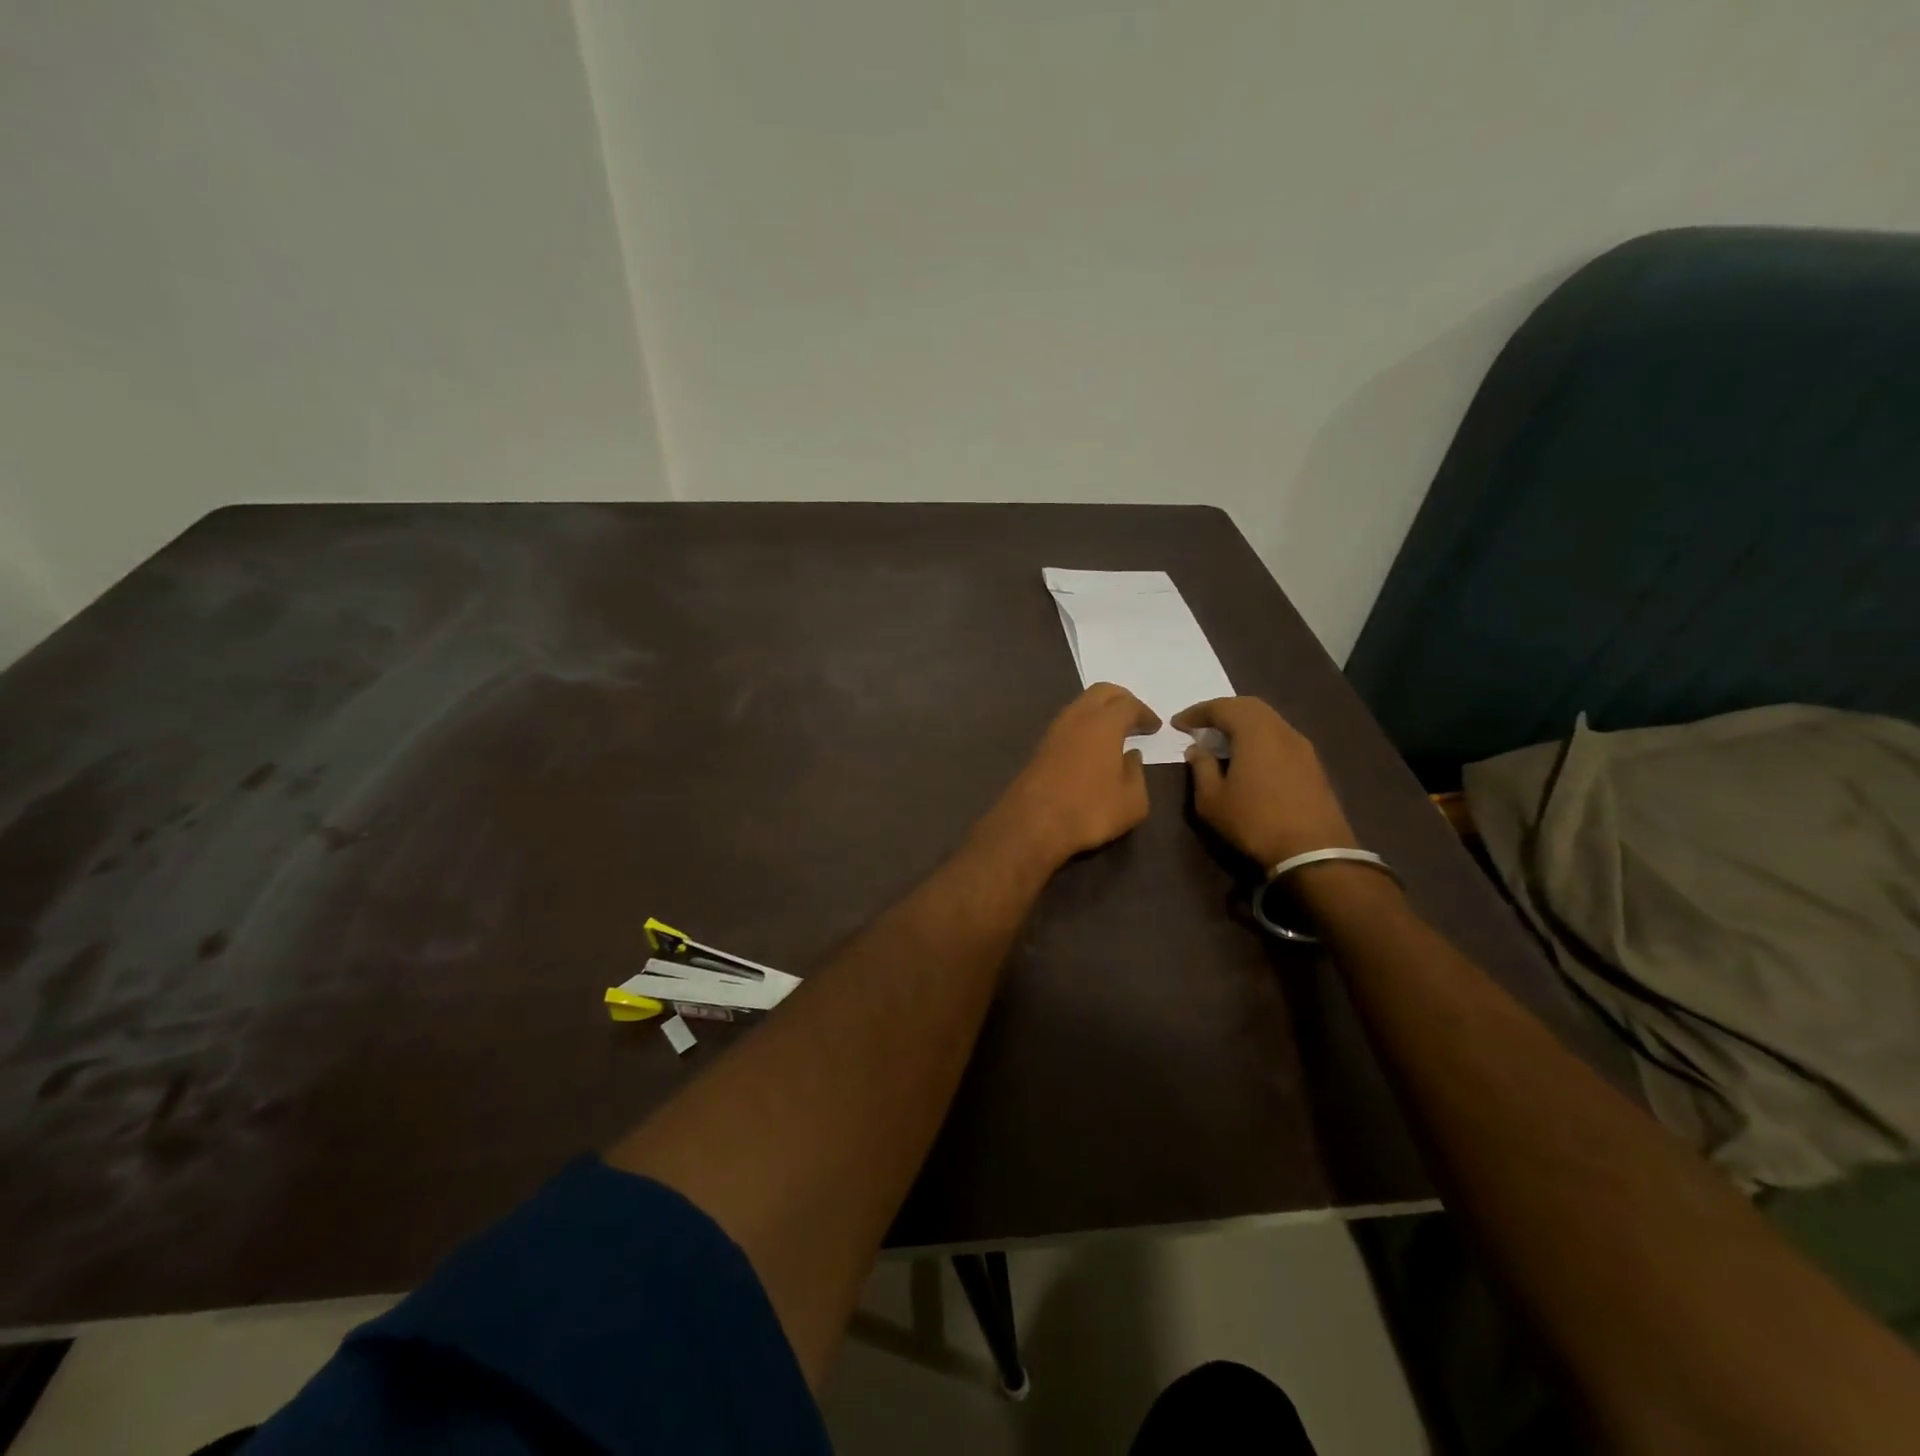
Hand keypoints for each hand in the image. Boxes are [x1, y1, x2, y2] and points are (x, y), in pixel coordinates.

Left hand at [981, 683, 1159, 869]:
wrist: (1032, 823)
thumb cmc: (1090, 810)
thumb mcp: (1132, 801)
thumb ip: (1137, 774)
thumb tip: (1131, 757)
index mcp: (1104, 723)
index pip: (1129, 705)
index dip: (1145, 713)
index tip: (1154, 726)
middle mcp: (1077, 717)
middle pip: (1101, 692)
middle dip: (1122, 700)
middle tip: (1135, 718)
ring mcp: (1054, 730)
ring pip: (1081, 705)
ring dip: (1100, 712)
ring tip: (1115, 732)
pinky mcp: (1040, 747)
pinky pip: (1068, 724)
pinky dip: (1084, 726)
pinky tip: (1092, 746)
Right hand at [1171, 696, 1357, 867]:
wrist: (1313, 852)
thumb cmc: (1254, 822)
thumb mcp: (1212, 800)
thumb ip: (1201, 768)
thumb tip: (1197, 749)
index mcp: (1255, 732)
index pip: (1222, 707)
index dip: (1197, 712)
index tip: (1178, 724)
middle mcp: (1281, 730)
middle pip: (1249, 706)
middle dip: (1222, 710)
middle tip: (1201, 724)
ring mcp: (1302, 746)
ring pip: (1268, 720)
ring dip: (1243, 723)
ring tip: (1223, 739)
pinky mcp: (1313, 763)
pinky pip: (1280, 737)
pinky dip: (1259, 737)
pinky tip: (1249, 757)